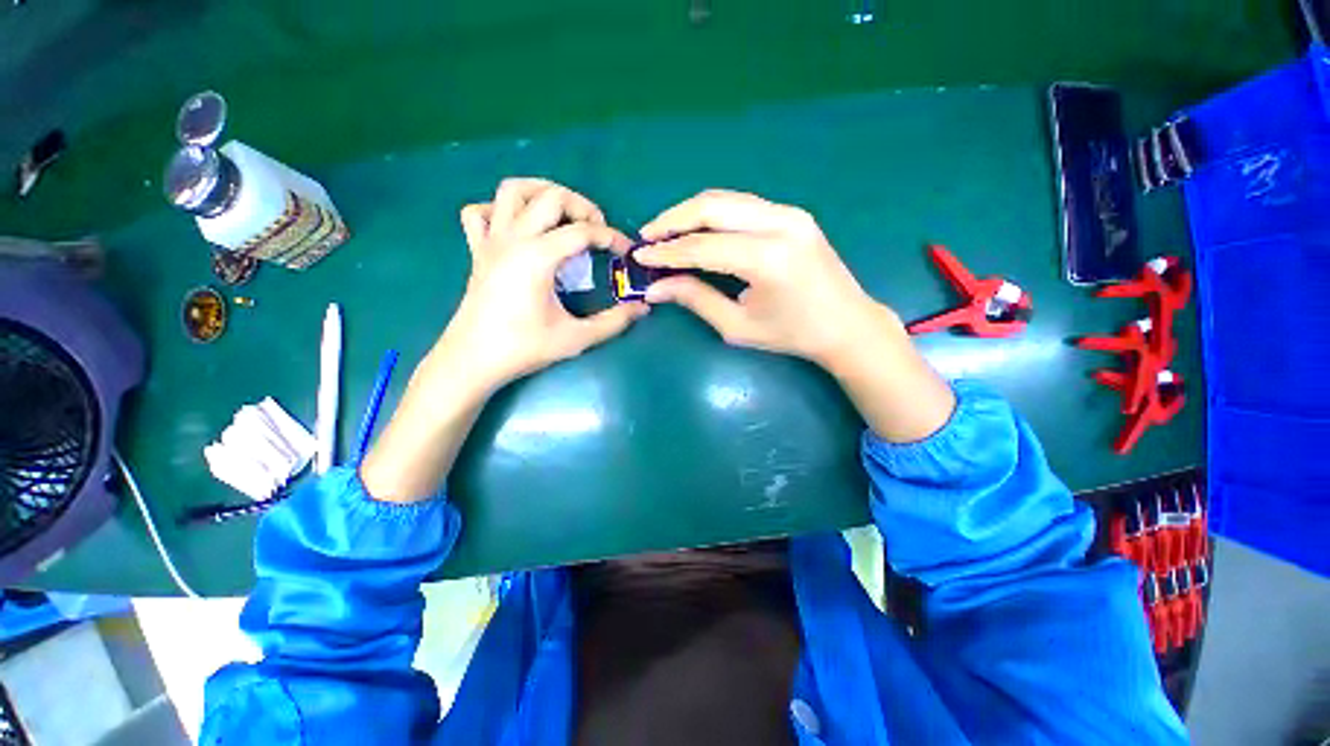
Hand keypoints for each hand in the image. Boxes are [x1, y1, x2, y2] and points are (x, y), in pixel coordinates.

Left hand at [440, 178, 647, 394]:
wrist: (472, 360)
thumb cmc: (523, 348)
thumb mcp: (576, 338)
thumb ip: (613, 321)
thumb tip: (642, 308)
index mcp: (538, 257)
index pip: (583, 231)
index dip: (611, 237)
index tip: (626, 252)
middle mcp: (514, 238)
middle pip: (551, 196)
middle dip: (582, 206)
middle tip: (597, 231)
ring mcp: (491, 241)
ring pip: (513, 190)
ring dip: (543, 192)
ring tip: (563, 214)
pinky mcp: (477, 250)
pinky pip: (481, 212)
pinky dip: (501, 209)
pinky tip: (519, 228)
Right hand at [635, 190, 883, 366]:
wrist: (847, 324)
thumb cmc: (792, 334)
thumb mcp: (738, 325)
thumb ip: (695, 300)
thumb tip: (654, 289)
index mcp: (768, 259)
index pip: (703, 247)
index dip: (667, 252)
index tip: (640, 256)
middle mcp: (780, 224)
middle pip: (712, 207)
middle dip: (673, 220)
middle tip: (647, 237)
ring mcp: (790, 213)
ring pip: (726, 200)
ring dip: (690, 213)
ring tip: (665, 232)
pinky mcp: (793, 214)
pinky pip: (742, 206)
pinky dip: (713, 214)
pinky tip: (697, 229)